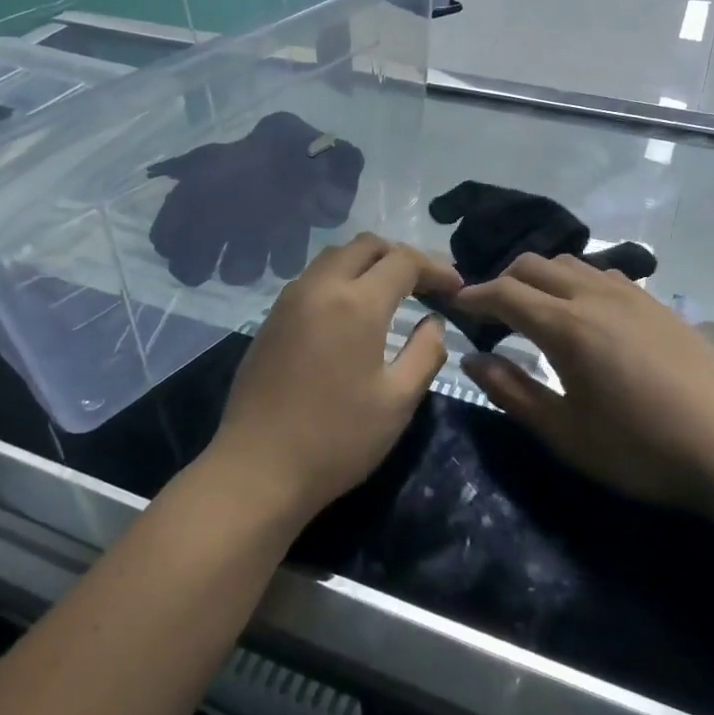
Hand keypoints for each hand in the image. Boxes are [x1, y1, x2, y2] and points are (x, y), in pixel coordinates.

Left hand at [206, 235, 459, 528]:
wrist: (257, 469)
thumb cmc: (337, 439)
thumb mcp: (398, 401)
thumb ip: (426, 353)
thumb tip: (434, 324)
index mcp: (356, 303)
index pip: (403, 261)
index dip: (435, 268)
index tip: (456, 288)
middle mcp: (319, 288)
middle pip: (364, 245)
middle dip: (400, 255)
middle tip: (425, 283)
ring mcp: (289, 301)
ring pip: (334, 257)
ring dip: (367, 263)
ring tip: (391, 291)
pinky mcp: (271, 320)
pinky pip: (312, 279)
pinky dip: (340, 279)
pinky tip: (351, 311)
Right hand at [452, 255, 713, 511]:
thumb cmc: (639, 448)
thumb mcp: (564, 433)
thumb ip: (511, 391)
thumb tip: (472, 359)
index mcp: (566, 325)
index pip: (505, 292)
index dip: (474, 295)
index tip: (455, 305)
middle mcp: (594, 295)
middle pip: (533, 265)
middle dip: (502, 281)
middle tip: (491, 313)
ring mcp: (630, 294)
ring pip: (569, 263)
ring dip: (540, 278)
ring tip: (534, 310)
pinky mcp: (656, 302)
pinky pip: (602, 273)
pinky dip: (575, 281)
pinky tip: (584, 313)